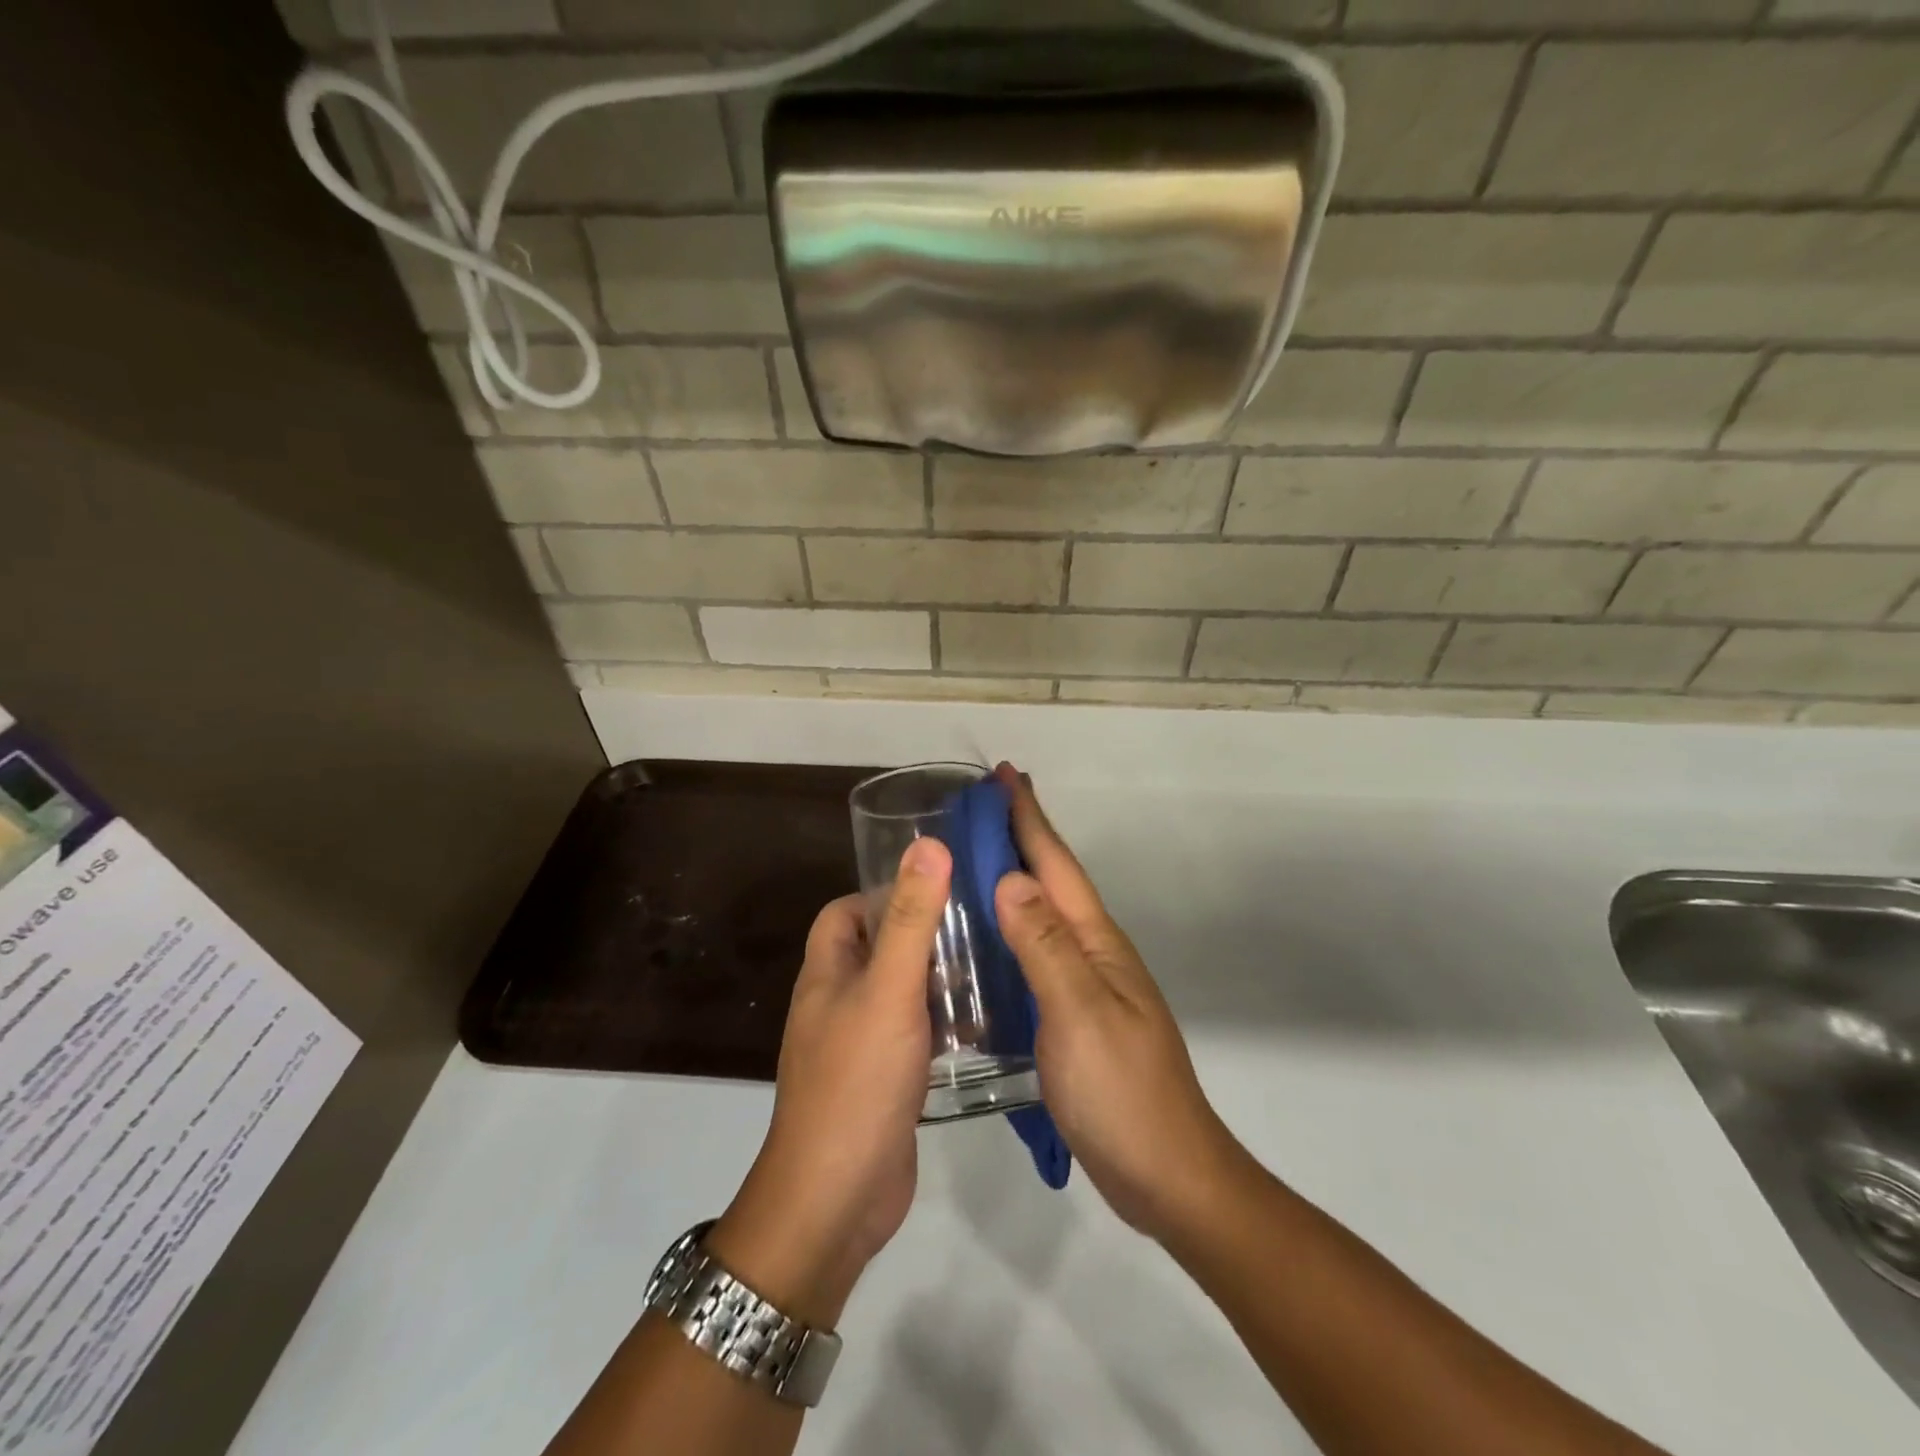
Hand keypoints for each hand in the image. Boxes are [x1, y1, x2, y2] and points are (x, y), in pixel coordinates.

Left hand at [707, 836, 949, 1327]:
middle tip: (979, 921)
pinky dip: (941, 1023)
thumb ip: (911, 918)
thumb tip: (928, 843)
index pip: (845, 912)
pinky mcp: (884, 1081)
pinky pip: (913, 1034)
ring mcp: (859, 1045)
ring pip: (899, 993)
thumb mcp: (890, 989)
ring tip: (992, 961)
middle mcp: (837, 1003)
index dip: (882, 891)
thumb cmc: (857, 1079)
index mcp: (827, 972)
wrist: (836, 1198)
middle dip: (921, 932)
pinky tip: (984, 1022)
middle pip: (877, 949)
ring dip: (936, 978)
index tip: (936, 885)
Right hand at [991, 765, 1244, 1243]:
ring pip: (1042, 916)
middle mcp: (1092, 952)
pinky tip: (985, 938)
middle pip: (1051, 881)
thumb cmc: (1121, 1092)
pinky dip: (1009, 930)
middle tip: (979, 806)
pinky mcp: (1072, 1016)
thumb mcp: (1079, 1014)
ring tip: (974, 858)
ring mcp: (1085, 985)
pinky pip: (1034, 954)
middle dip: (1021, 836)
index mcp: (1095, 942)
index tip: (1005, 775)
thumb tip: (1011, 879)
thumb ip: (1045, 947)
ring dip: (1013, 879)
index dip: (1029, 818)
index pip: (1056, 865)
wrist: (1166, 1174)